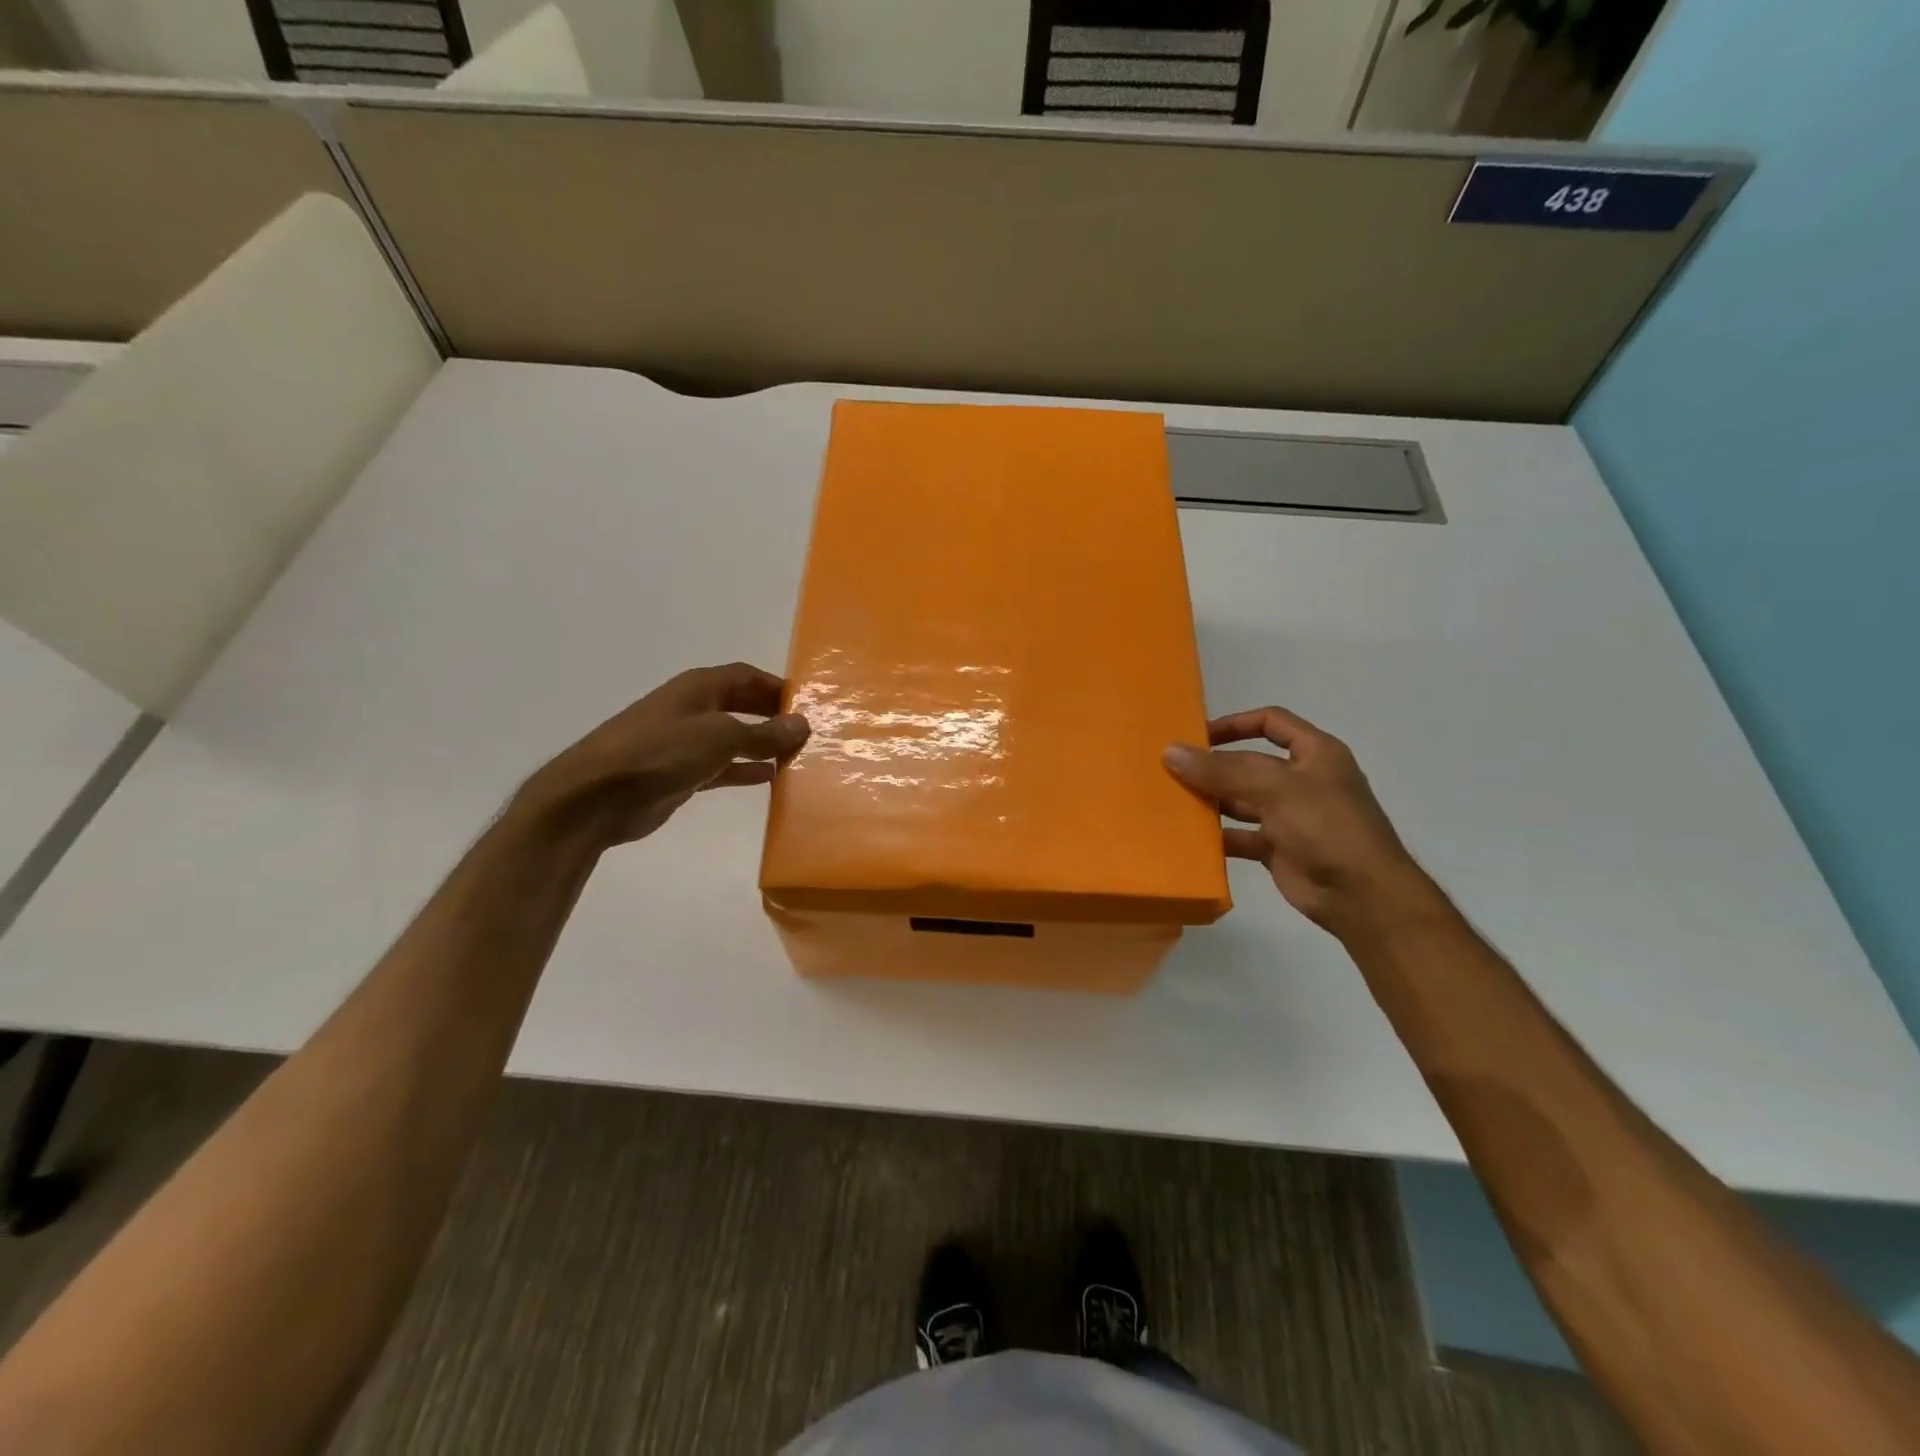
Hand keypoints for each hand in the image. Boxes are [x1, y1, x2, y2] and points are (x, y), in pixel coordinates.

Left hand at [518, 663, 808, 848]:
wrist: (596, 798)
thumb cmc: (659, 753)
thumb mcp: (719, 738)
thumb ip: (763, 733)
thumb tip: (802, 723)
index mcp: (698, 688)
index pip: (746, 676)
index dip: (776, 685)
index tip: (810, 702)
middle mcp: (692, 709)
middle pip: (741, 704)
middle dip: (772, 715)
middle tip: (809, 730)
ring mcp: (684, 742)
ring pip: (733, 737)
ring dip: (762, 744)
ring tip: (797, 755)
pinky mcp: (680, 773)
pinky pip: (722, 767)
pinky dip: (744, 770)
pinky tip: (770, 778)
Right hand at [1164, 706, 1436, 935]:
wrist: (1361, 896)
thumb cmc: (1326, 826)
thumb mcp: (1275, 788)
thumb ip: (1221, 770)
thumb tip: (1170, 751)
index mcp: (1315, 754)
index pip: (1271, 723)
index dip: (1235, 724)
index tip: (1197, 735)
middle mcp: (1302, 781)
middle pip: (1249, 764)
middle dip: (1213, 766)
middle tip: (1171, 770)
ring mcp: (1290, 817)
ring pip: (1242, 800)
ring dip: (1212, 801)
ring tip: (1173, 801)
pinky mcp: (1279, 849)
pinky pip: (1241, 836)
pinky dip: (1218, 837)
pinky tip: (1189, 837)